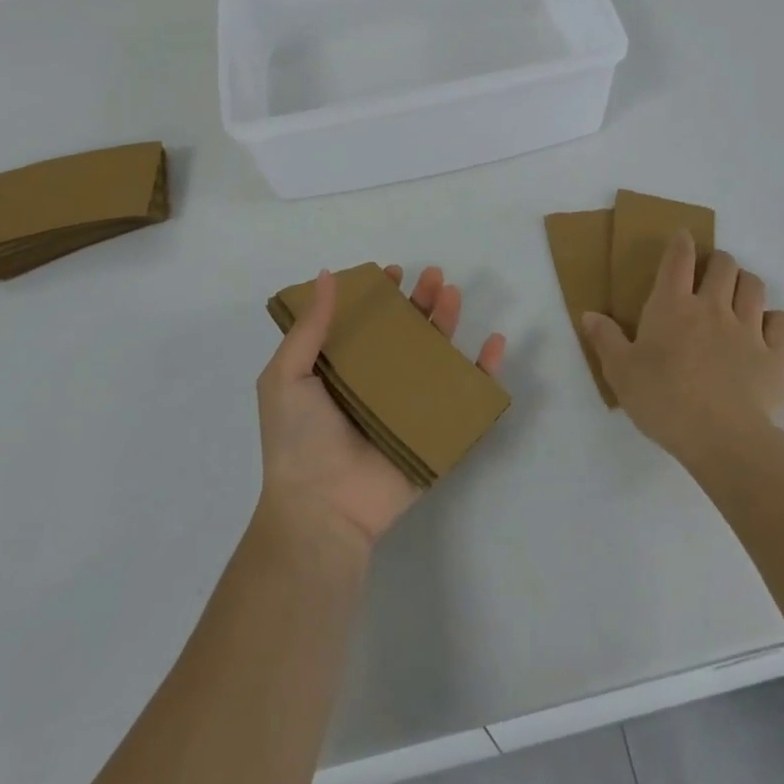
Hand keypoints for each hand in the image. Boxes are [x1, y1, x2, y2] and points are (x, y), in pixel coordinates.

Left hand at [257, 266, 506, 545]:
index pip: (366, 323)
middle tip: (435, 277)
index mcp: (341, 370)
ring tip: (454, 295)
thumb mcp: (287, 376)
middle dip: (422, 301)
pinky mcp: (434, 432)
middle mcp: (377, 383)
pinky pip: (466, 398)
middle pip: (406, 333)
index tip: (393, 273)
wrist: (323, 510)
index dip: (380, 295)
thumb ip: (309, 327)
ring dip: (448, 323)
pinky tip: (495, 343)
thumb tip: (326, 275)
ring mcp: (408, 408)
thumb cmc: (298, 440)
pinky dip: (485, 371)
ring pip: (436, 356)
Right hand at [583, 230, 783, 464]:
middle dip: (718, 261)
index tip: (683, 237)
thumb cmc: (664, 401)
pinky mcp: (777, 354)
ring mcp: (748, 328)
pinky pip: (783, 321)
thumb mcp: (621, 373)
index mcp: (672, 306)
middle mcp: (712, 307)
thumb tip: (589, 314)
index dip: (681, 243)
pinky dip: (775, 320)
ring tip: (737, 297)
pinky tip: (767, 332)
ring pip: (754, 286)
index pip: (678, 258)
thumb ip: (606, 339)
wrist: (723, 439)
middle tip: (710, 276)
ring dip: (745, 284)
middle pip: (723, 264)